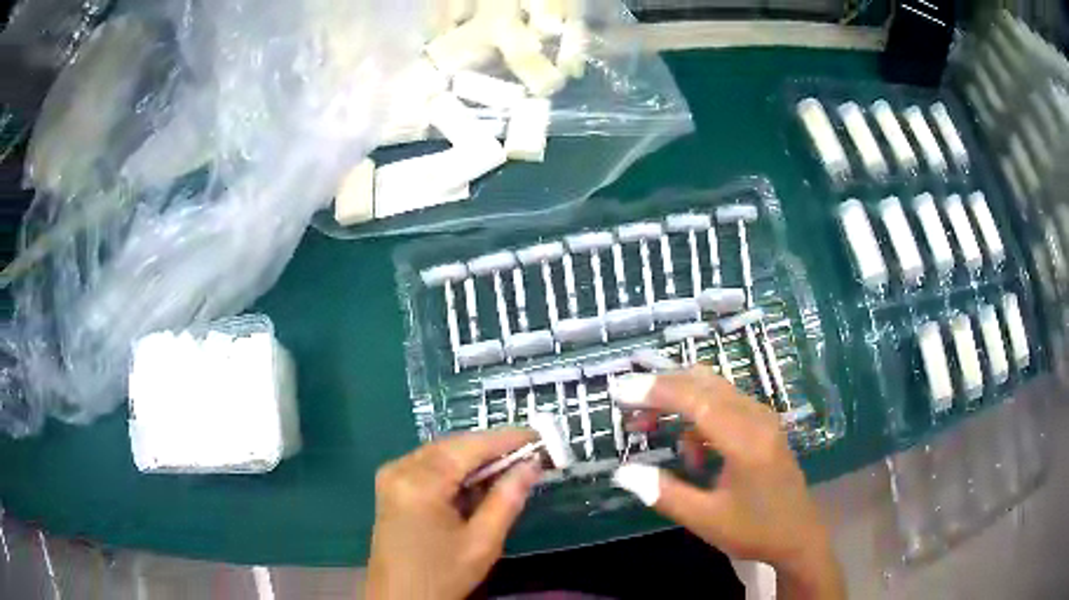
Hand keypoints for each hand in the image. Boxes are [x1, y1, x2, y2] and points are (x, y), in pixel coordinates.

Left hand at [366, 429, 541, 599]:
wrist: (400, 598)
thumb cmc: (442, 575)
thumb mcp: (482, 542)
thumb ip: (507, 499)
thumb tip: (532, 465)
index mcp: (420, 483)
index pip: (469, 447)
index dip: (506, 439)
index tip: (539, 436)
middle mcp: (400, 469)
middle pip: (453, 445)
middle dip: (491, 447)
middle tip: (529, 453)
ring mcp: (391, 475)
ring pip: (441, 452)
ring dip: (474, 457)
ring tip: (510, 465)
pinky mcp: (390, 485)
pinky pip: (428, 464)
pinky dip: (456, 468)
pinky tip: (477, 480)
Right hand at [611, 367, 844, 599]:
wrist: (799, 534)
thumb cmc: (754, 530)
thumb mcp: (706, 520)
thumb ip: (664, 493)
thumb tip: (622, 472)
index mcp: (746, 442)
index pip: (697, 401)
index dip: (656, 392)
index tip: (619, 391)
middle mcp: (757, 418)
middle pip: (704, 384)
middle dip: (662, 390)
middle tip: (627, 407)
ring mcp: (763, 418)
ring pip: (714, 390)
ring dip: (679, 401)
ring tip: (647, 426)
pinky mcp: (763, 424)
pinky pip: (725, 404)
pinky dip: (698, 416)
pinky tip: (692, 452)